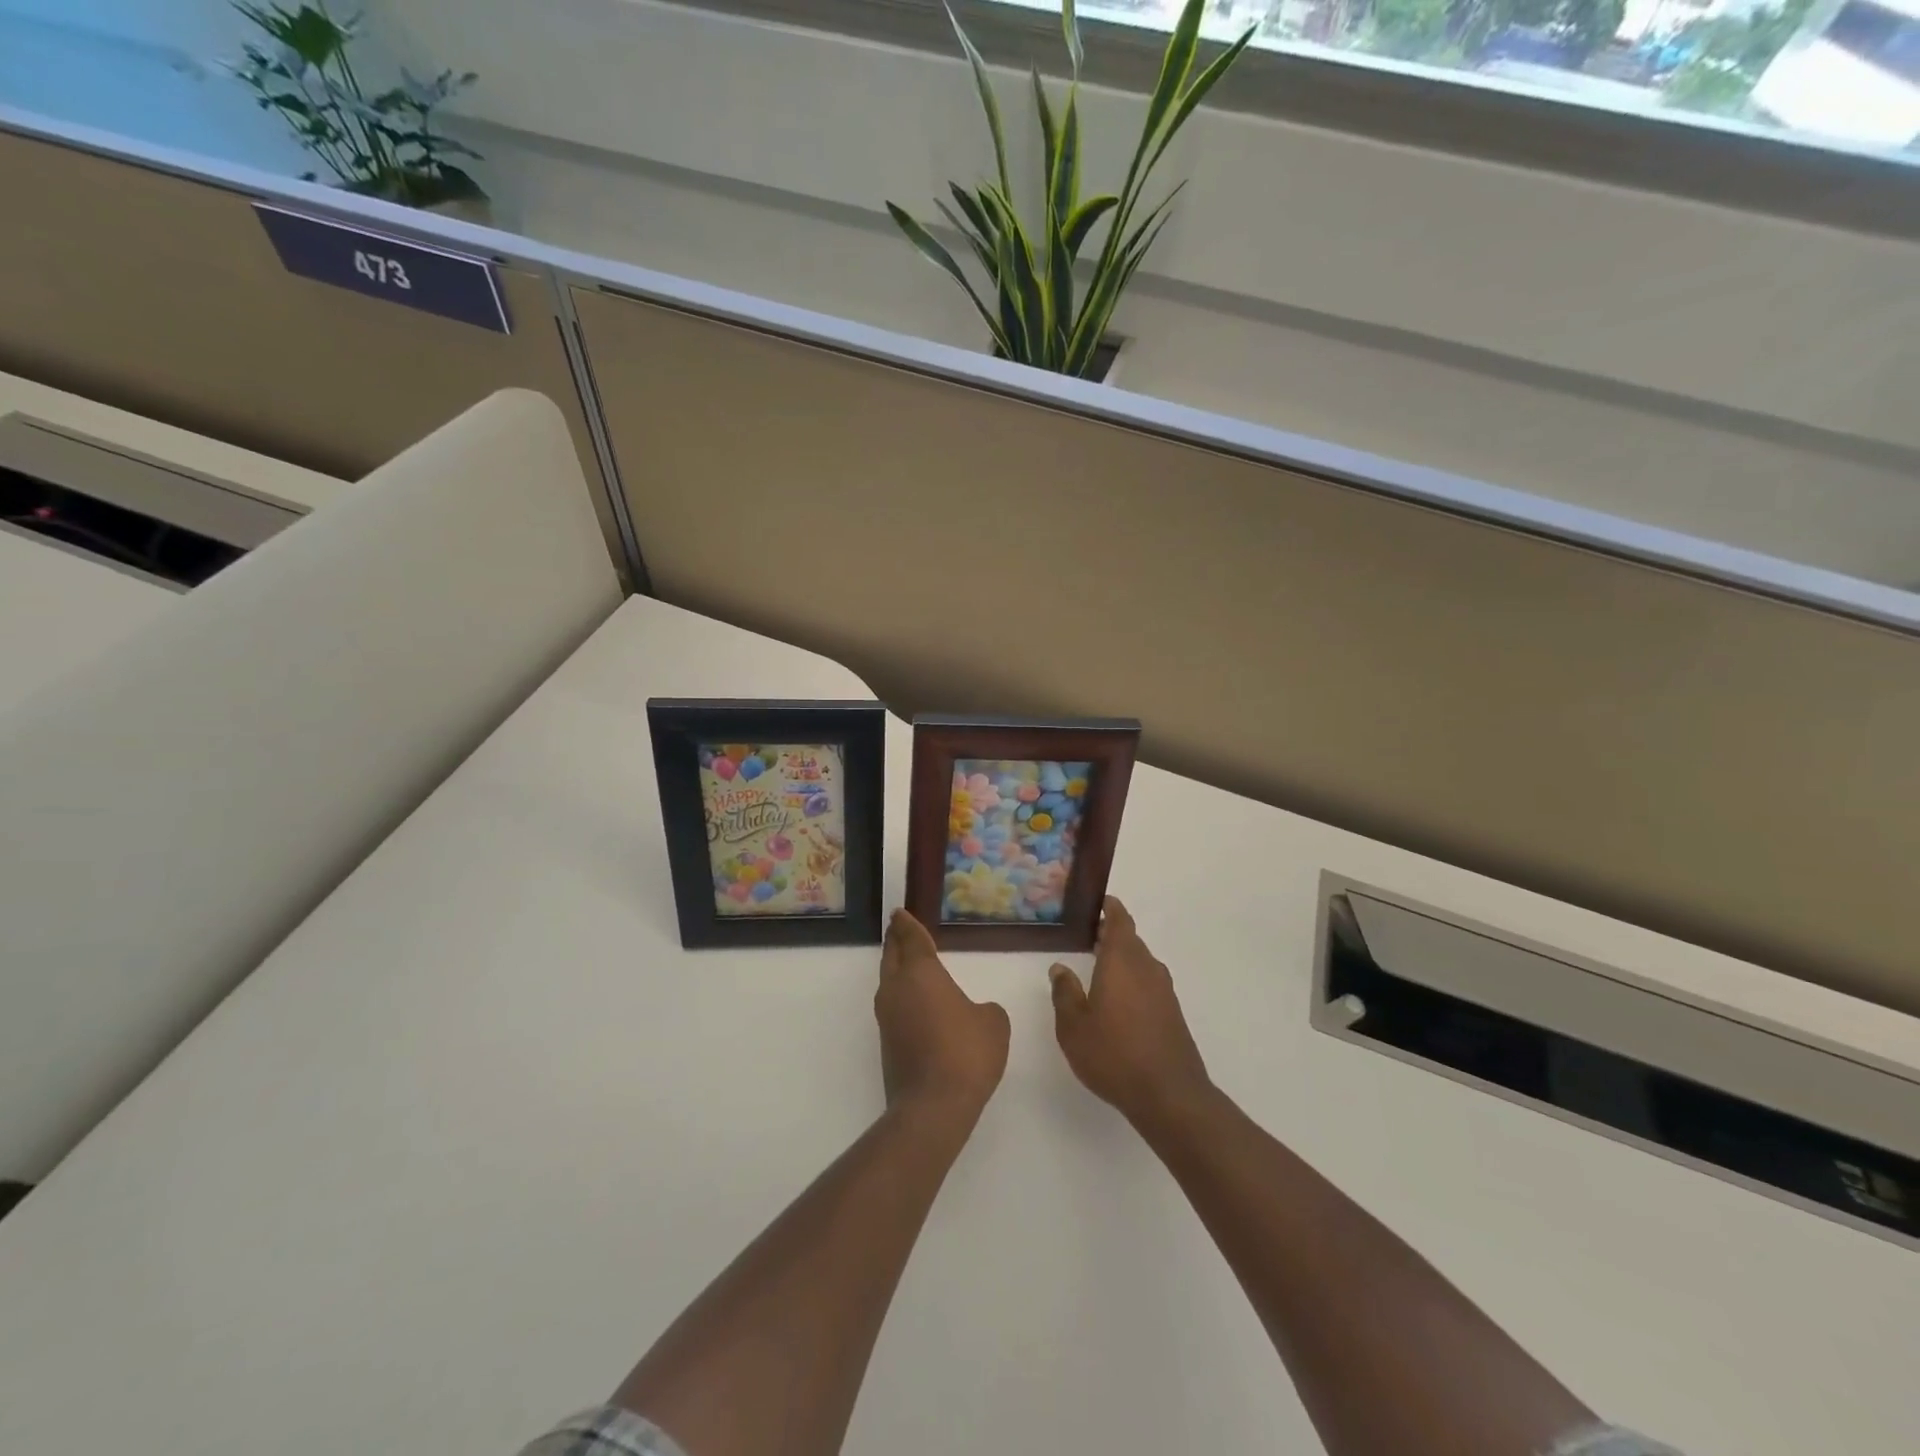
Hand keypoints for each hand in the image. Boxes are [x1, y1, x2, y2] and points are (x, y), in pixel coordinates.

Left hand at [876, 910, 1010, 1118]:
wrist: (933, 1106)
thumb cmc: (966, 1053)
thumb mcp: (993, 1023)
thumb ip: (985, 1009)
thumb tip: (974, 1013)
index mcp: (920, 973)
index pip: (911, 939)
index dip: (906, 924)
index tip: (899, 913)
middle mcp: (897, 989)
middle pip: (892, 956)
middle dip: (895, 940)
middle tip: (898, 928)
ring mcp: (887, 1018)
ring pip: (888, 982)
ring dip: (895, 968)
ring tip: (906, 962)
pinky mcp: (887, 1043)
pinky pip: (893, 1006)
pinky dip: (901, 995)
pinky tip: (915, 1003)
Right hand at [1050, 898, 1211, 1130]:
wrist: (1169, 1095)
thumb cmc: (1114, 1054)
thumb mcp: (1074, 1026)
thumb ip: (1065, 993)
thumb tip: (1060, 968)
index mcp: (1122, 961)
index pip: (1120, 921)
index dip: (1110, 908)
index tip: (1099, 902)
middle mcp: (1147, 968)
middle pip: (1130, 940)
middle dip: (1111, 935)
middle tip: (1088, 936)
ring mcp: (1164, 991)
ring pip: (1141, 963)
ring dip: (1122, 959)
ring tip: (1098, 968)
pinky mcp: (1172, 1013)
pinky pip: (1149, 983)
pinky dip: (1133, 980)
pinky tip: (1118, 1000)